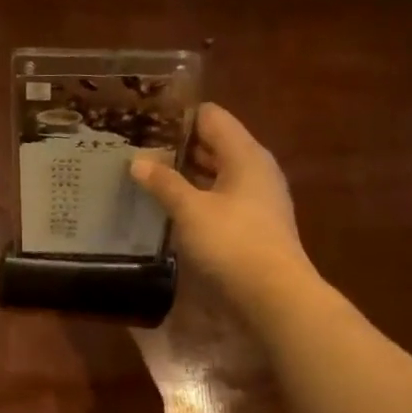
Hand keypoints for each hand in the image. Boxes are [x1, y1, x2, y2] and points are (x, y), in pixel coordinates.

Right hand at [130, 103, 315, 313]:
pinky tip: (170, 207)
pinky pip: (220, 197)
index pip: (210, 116)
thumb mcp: (190, 210)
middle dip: (178, 146)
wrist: (274, 295)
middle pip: (214, 143)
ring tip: (147, 176)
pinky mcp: (253, 223)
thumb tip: (137, 160)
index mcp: (245, 154)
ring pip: (216, 172)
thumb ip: (163, 182)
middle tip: (138, 150)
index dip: (178, 117)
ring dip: (185, 173)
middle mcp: (255, 169)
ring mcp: (257, 198)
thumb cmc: (232, 243)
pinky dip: (197, 196)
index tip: (145, 124)